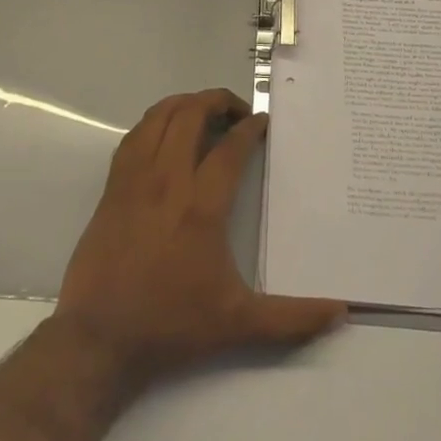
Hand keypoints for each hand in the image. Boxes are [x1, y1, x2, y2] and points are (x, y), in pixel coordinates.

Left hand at [56, 89, 345, 387]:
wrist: (99, 338)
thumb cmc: (171, 325)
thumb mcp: (238, 324)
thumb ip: (292, 318)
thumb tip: (341, 312)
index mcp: (201, 205)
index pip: (230, 148)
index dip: (249, 128)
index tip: (262, 122)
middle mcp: (167, 180)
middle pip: (191, 114)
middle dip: (218, 101)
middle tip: (237, 112)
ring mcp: (134, 180)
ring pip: (158, 117)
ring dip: (184, 104)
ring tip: (203, 112)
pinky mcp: (112, 188)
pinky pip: (134, 136)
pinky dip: (154, 122)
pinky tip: (164, 133)